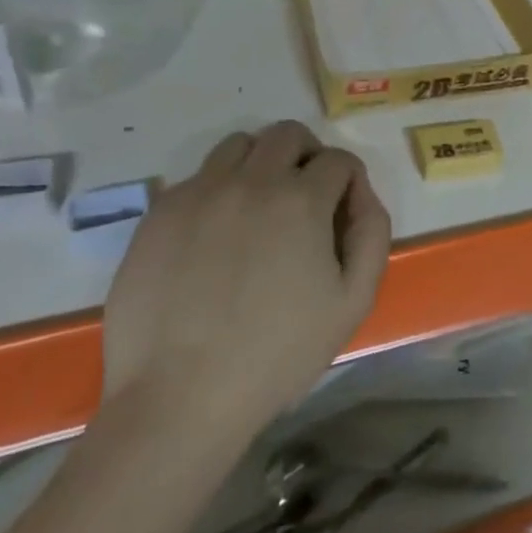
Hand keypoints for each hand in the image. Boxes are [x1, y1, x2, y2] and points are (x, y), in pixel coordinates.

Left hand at [101, 121, 392, 428]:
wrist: (178, 398)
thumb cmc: (277, 353)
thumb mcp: (353, 301)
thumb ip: (371, 234)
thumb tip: (360, 194)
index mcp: (301, 199)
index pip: (338, 160)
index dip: (348, 183)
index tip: (342, 214)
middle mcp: (250, 180)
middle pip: (287, 134)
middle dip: (307, 156)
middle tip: (304, 199)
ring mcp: (199, 192)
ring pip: (239, 145)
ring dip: (260, 164)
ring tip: (257, 210)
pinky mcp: (159, 213)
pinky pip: (197, 179)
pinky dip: (217, 192)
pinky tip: (214, 238)